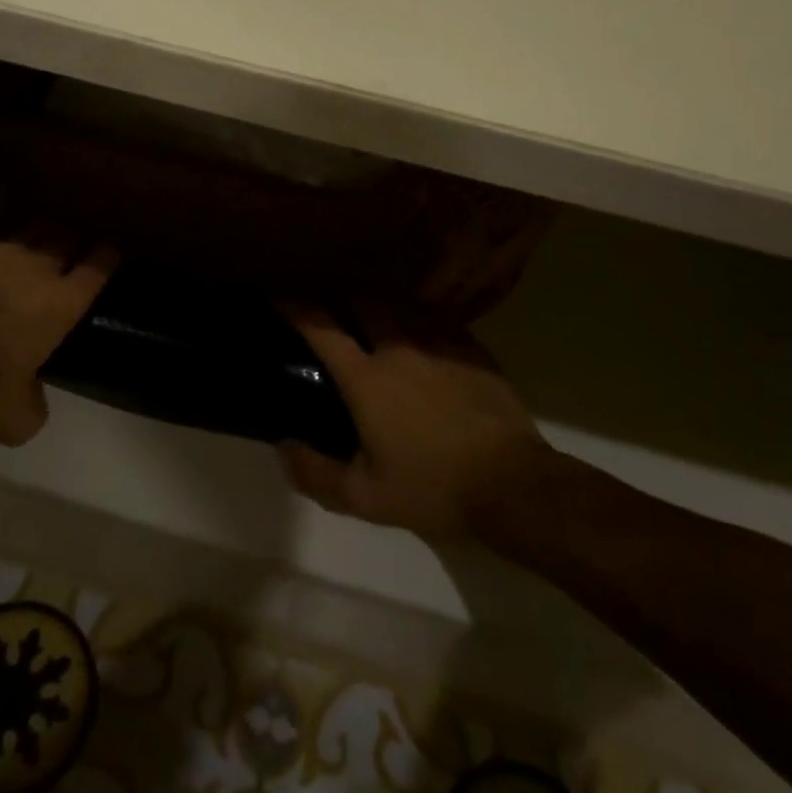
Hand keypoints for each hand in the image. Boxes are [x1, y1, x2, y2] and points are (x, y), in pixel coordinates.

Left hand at [0, 228, 116, 445]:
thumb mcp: (16, 419)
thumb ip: (35, 406)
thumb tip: (34, 399)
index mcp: (61, 304)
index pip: (97, 270)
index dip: (107, 258)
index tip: (111, 250)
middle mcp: (38, 268)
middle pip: (67, 239)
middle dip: (76, 238)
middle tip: (77, 241)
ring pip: (31, 229)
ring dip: (40, 233)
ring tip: (40, 237)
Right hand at [278, 305, 548, 539]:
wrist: (513, 484)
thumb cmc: (433, 488)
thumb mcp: (365, 498)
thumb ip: (316, 474)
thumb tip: (283, 447)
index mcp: (367, 378)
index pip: (322, 328)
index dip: (295, 307)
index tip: (279, 295)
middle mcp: (398, 348)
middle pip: (362, 301)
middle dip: (341, 295)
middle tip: (332, 306)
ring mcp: (439, 343)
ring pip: (401, 305)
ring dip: (380, 305)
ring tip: (374, 314)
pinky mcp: (471, 349)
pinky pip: (437, 320)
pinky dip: (420, 319)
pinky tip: (422, 333)